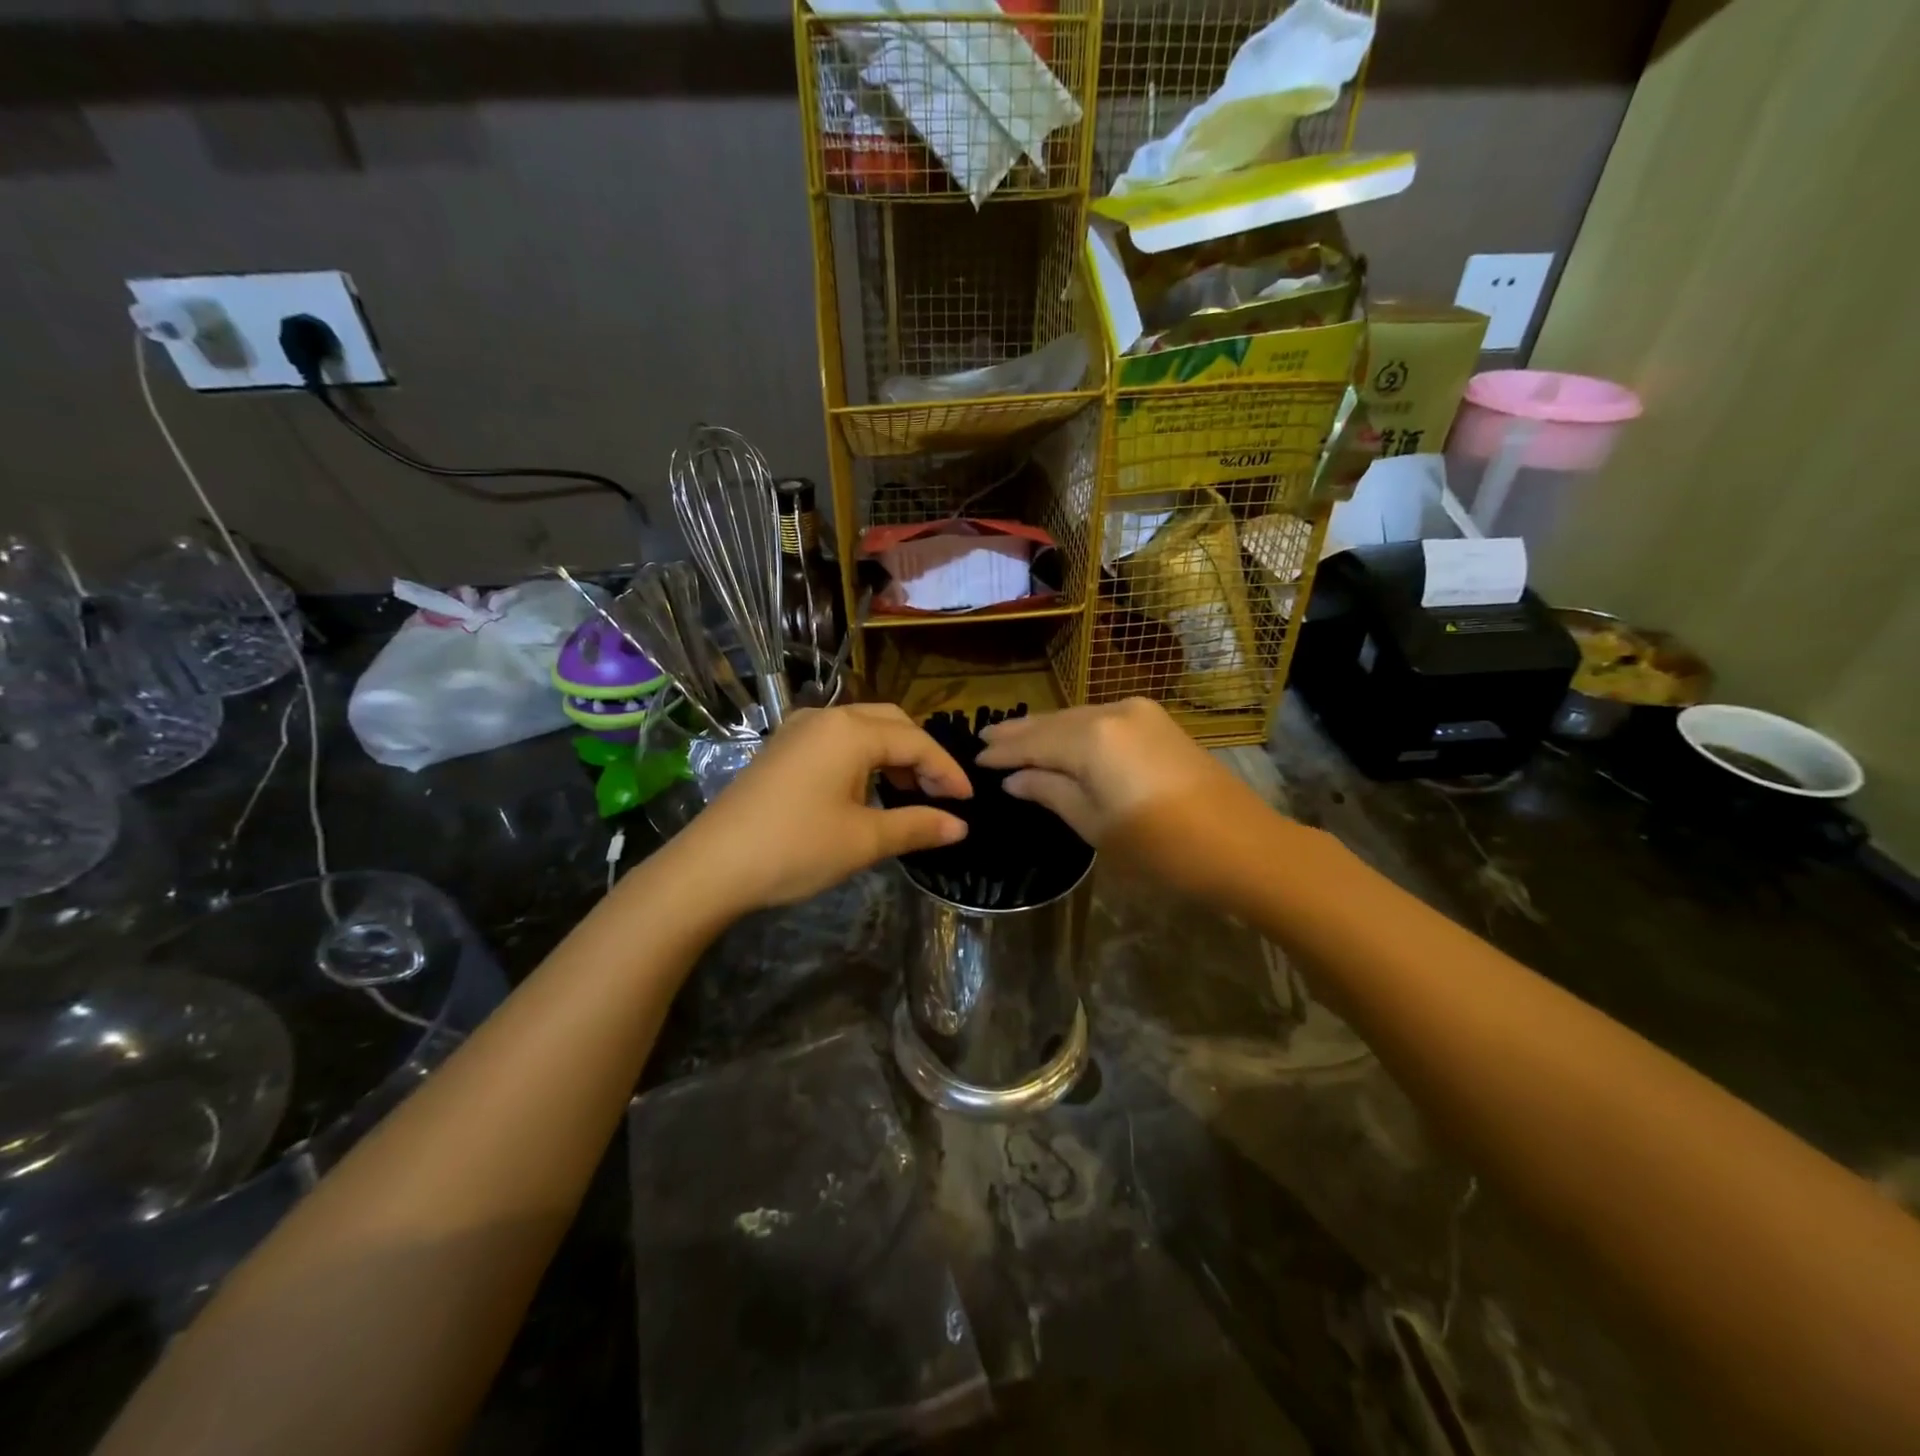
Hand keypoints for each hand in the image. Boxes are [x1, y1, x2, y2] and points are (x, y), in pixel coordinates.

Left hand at [676, 704, 970, 911]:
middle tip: (940, 794)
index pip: (916, 743)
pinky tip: (866, 790)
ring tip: (907, 794)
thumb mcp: (864, 840)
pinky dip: (863, 758)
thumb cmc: (795, 848)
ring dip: (892, 755)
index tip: (968, 803)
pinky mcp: (781, 749)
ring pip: (862, 729)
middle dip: (921, 756)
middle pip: (891, 723)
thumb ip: (917, 825)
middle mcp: (825, 718)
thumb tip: (960, 826)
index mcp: (851, 731)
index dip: (947, 771)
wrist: (711, 866)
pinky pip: (836, 740)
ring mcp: (798, 730)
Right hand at [976, 699, 1264, 884]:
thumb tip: (1014, 780)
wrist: (1242, 846)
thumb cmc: (1161, 846)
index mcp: (1092, 737)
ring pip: (1078, 718)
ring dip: (1047, 730)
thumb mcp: (1094, 825)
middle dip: (1020, 734)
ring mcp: (1140, 712)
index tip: (974, 758)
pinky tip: (1061, 741)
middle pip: (1054, 722)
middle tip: (985, 741)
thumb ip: (1050, 793)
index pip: (1033, 742)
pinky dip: (1076, 731)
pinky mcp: (1158, 722)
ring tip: (1014, 740)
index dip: (1002, 753)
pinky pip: (1102, 720)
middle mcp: (1112, 711)